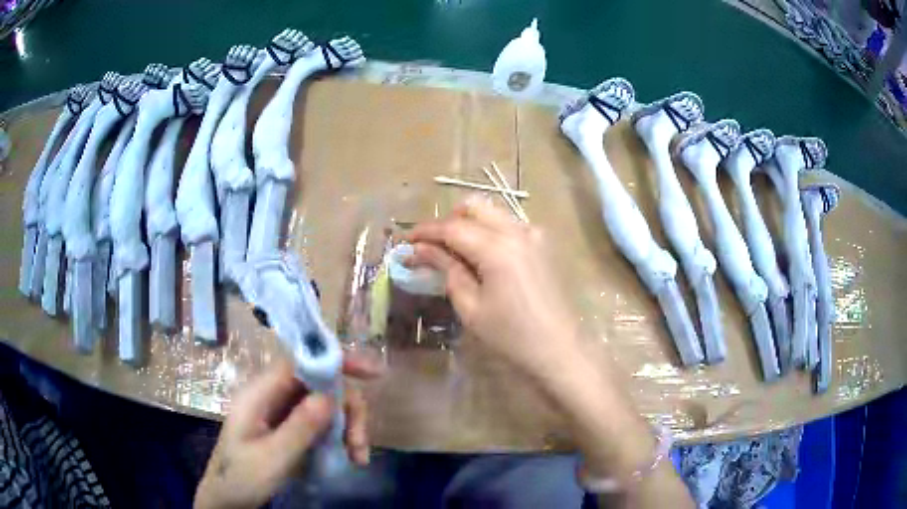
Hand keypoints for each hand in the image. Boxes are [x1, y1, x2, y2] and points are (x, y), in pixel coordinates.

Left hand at [194, 354, 381, 508]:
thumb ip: (299, 427)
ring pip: (325, 403)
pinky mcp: (291, 428)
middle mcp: (272, 396)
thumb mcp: (272, 457)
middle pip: (320, 384)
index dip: (335, 361)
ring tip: (358, 455)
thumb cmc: (242, 477)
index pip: (300, 362)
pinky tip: (350, 457)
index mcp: (260, 394)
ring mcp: (282, 413)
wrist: (228, 499)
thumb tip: (330, 396)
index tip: (373, 373)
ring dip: (348, 426)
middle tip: (359, 442)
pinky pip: (322, 422)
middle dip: (347, 408)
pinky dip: (341, 437)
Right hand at [408, 198, 582, 380]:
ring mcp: (533, 234)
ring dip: (467, 223)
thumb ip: (446, 269)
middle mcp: (517, 230)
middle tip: (430, 245)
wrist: (559, 350)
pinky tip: (480, 256)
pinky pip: (508, 224)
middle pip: (473, 207)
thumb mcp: (471, 307)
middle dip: (447, 220)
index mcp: (497, 247)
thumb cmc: (511, 336)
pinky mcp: (542, 244)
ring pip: (492, 212)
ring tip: (452, 251)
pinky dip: (487, 230)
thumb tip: (420, 250)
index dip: (424, 231)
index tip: (405, 241)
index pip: (451, 227)